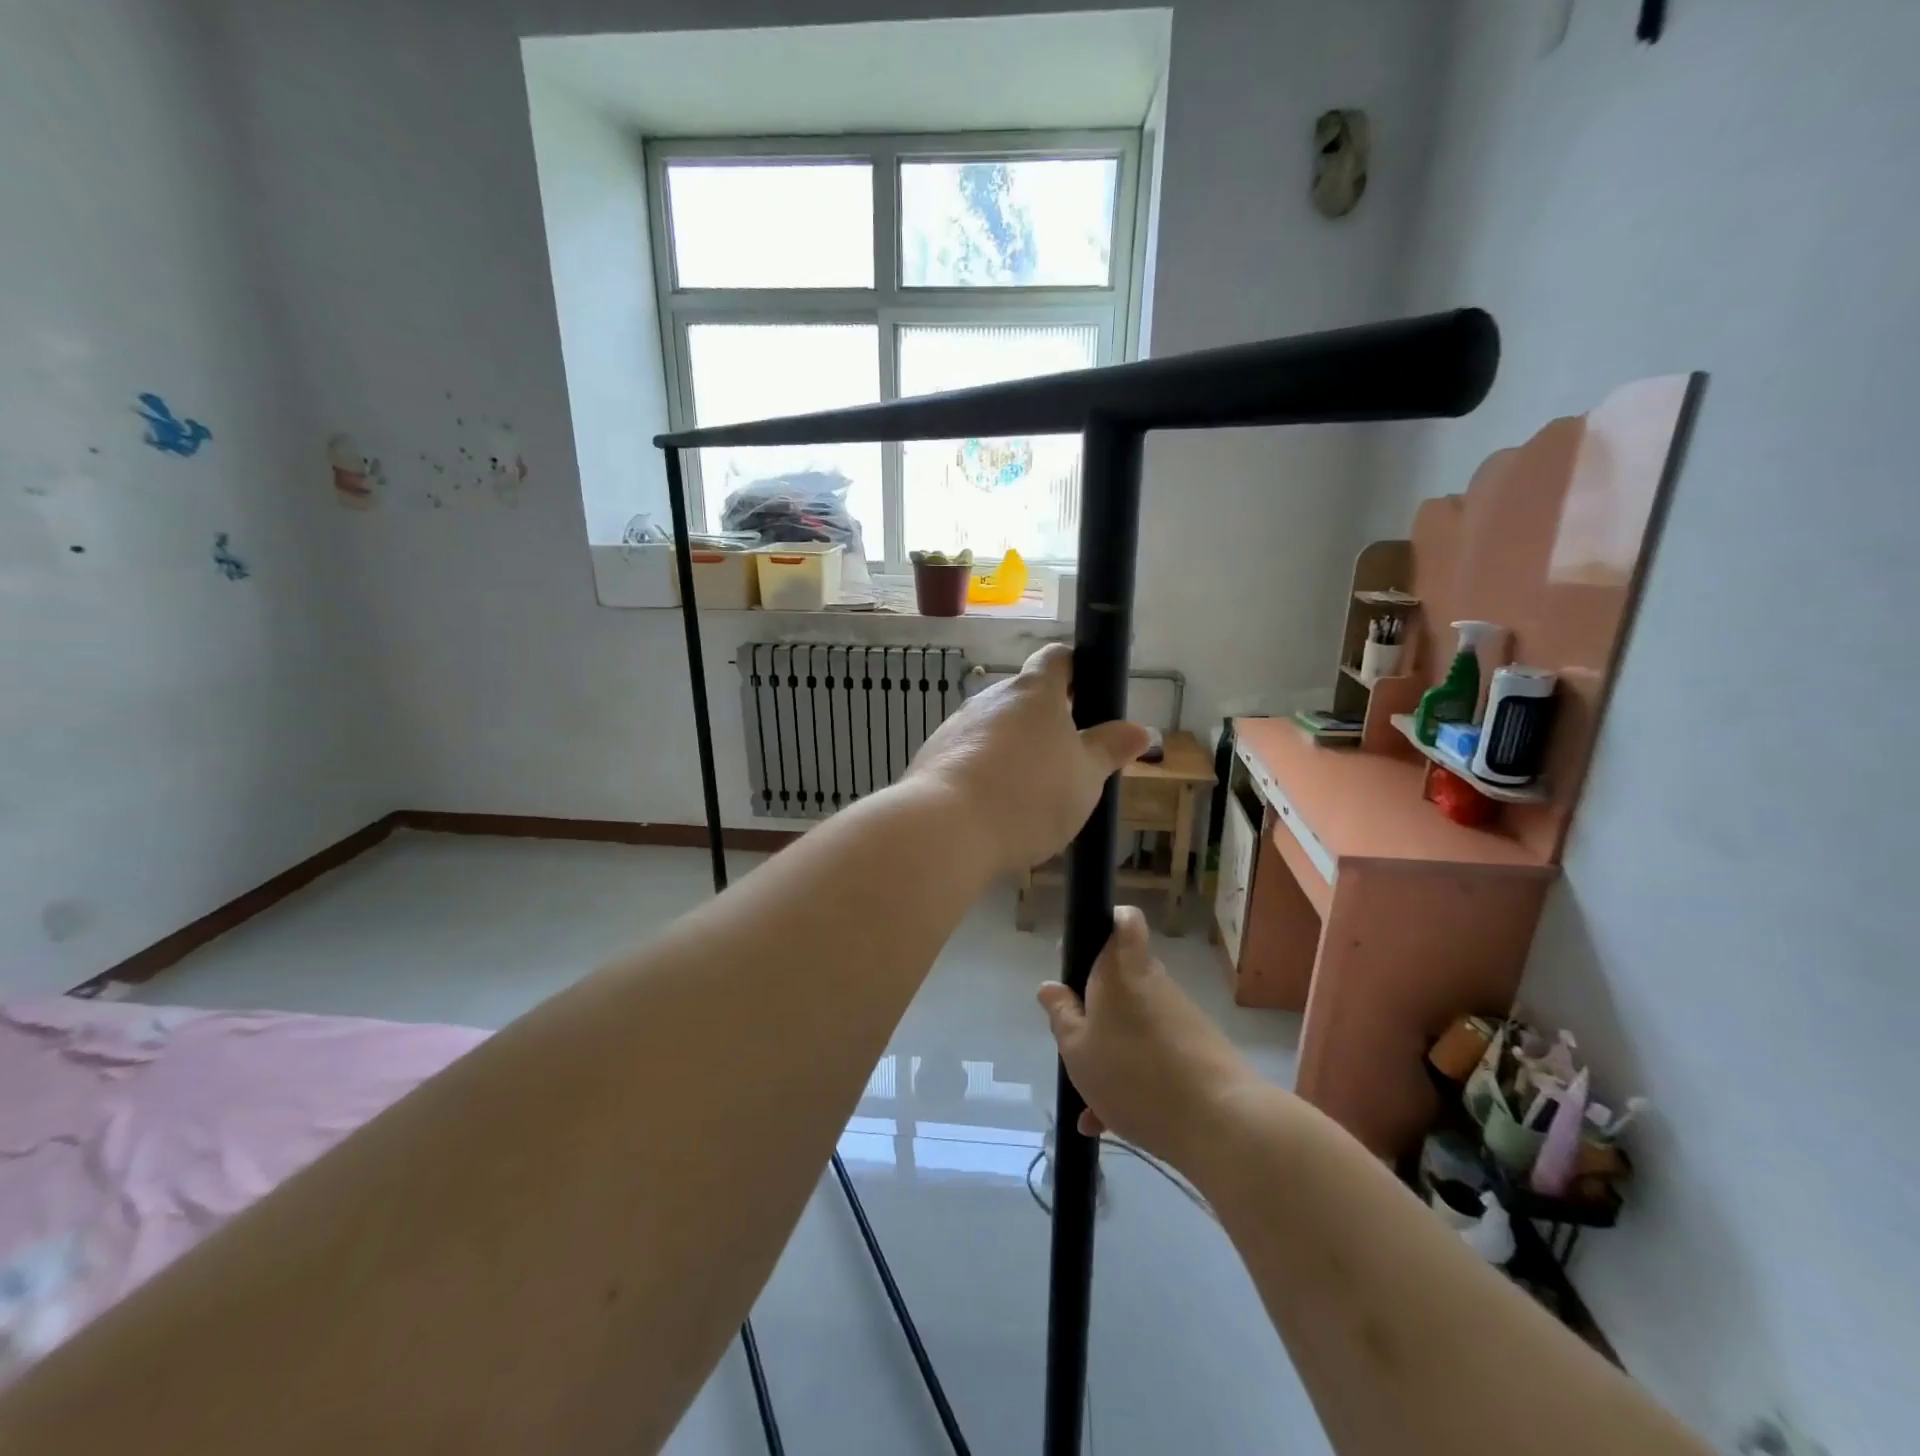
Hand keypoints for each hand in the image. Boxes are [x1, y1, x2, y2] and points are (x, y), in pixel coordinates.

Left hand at [904, 643, 1149, 875]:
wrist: (946, 828)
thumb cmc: (1029, 794)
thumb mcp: (1085, 777)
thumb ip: (1109, 750)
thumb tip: (1139, 730)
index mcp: (1033, 692)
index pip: (1056, 658)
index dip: (1076, 667)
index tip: (1089, 690)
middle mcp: (990, 698)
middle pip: (1023, 699)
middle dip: (1045, 723)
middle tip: (1067, 760)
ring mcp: (956, 726)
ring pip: (994, 730)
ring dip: (1013, 751)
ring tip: (1030, 794)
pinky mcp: (932, 757)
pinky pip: (968, 757)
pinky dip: (985, 773)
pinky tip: (994, 809)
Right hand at [1037, 907, 1258, 1168]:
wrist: (1220, 1123)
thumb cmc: (1133, 1074)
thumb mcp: (1077, 1049)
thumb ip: (1061, 1015)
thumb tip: (1050, 987)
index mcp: (1120, 969)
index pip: (1124, 920)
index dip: (1105, 925)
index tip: (1083, 956)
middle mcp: (1152, 982)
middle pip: (1121, 978)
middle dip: (1096, 1009)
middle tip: (1075, 1042)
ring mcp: (1178, 1016)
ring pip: (1133, 1023)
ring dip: (1111, 1053)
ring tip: (1090, 1103)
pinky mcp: (1196, 1049)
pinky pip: (1153, 1053)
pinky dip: (1133, 1078)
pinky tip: (1110, 1123)